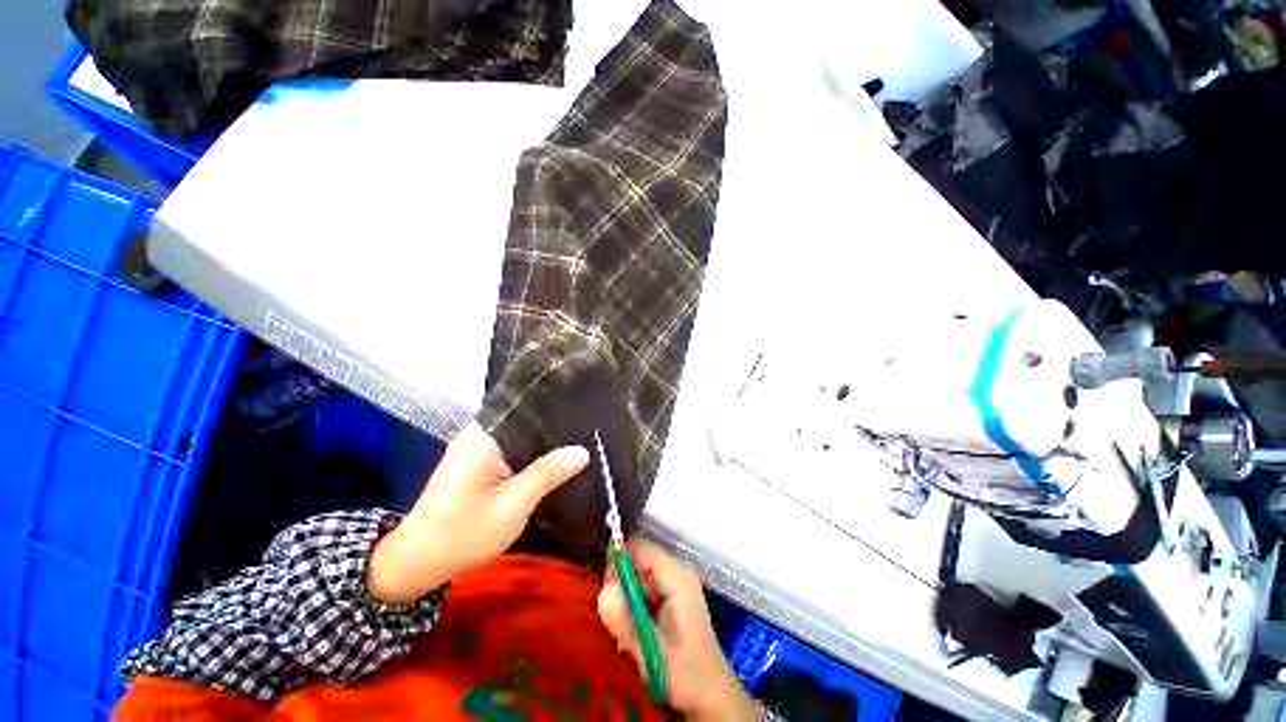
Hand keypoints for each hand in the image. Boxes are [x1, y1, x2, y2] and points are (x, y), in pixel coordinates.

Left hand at [368, 423, 588, 603]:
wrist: (417, 562)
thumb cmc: (463, 533)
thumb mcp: (513, 506)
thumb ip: (547, 474)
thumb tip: (583, 451)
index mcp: (484, 436)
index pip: (526, 406)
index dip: (556, 405)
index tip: (585, 406)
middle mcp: (479, 434)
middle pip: (525, 419)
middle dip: (555, 423)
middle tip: (589, 425)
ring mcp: (476, 448)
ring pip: (520, 435)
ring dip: (545, 439)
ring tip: (581, 436)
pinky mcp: (477, 462)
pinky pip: (512, 448)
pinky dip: (532, 452)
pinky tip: (554, 457)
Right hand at [597, 541, 757, 720]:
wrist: (711, 697)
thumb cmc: (687, 672)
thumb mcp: (653, 649)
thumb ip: (627, 621)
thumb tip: (603, 592)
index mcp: (677, 576)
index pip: (640, 549)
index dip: (619, 562)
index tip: (604, 588)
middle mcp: (677, 573)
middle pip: (638, 561)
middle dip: (620, 584)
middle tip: (611, 615)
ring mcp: (674, 586)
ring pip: (638, 577)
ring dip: (625, 600)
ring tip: (621, 629)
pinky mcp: (671, 600)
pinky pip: (644, 591)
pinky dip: (632, 608)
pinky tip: (631, 634)